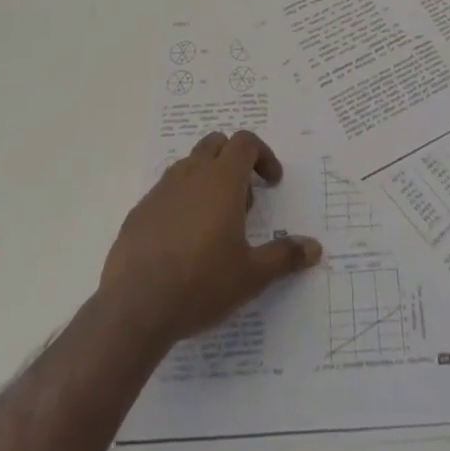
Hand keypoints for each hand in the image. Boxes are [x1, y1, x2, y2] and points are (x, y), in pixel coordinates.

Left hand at [99, 129, 322, 348]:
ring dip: (206, 180)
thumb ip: (284, 256)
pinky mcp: (138, 212)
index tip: (272, 183)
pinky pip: (166, 193)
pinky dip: (180, 203)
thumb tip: (315, 248)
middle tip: (243, 201)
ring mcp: (161, 191)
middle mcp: (191, 174)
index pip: (245, 142)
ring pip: (189, 166)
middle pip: (216, 144)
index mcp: (222, 179)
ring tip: (213, 224)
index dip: (263, 156)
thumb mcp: (252, 275)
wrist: (134, 307)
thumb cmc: (201, 283)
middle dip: (234, 161)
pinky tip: (182, 243)